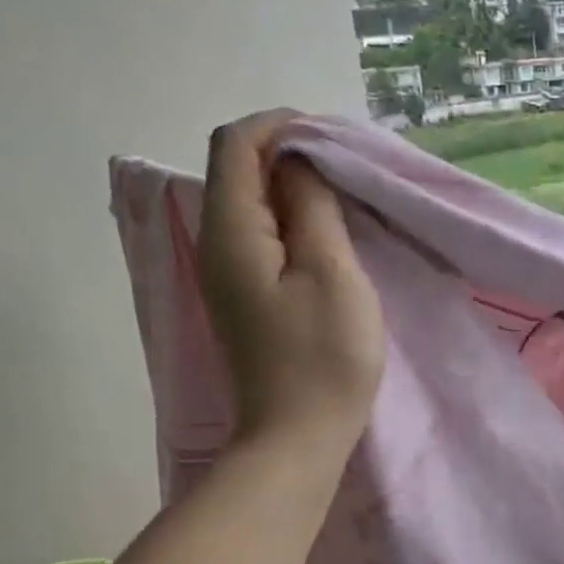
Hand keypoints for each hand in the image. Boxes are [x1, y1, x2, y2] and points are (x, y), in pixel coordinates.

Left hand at [199, 110, 384, 445]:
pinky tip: (327, 237)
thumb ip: (313, 207)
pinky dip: (294, 222)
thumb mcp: (332, 273)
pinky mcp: (247, 298)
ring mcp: (228, 274)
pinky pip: (263, 237)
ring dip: (294, 190)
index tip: (332, 137)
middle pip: (239, 170)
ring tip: (345, 199)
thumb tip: (299, 164)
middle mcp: (216, 244)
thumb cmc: (323, 358)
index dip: (280, 126)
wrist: (298, 437)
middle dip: (289, 154)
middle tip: (347, 169)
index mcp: (231, 231)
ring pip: (253, 204)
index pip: (235, 144)